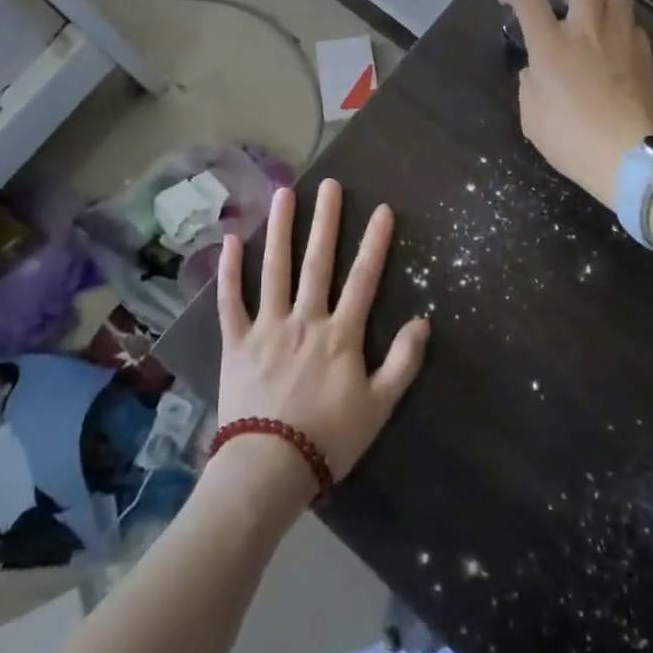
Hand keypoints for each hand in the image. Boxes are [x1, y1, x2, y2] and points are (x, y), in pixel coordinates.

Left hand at [214, 181, 428, 503]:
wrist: (268, 469)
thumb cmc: (328, 439)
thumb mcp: (378, 407)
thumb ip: (403, 363)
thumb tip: (423, 321)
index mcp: (340, 334)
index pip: (363, 278)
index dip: (374, 242)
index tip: (382, 208)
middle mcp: (304, 319)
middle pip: (318, 262)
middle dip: (326, 220)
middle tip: (329, 184)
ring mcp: (267, 327)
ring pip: (274, 269)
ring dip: (280, 230)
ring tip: (284, 193)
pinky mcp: (236, 342)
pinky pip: (230, 300)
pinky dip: (228, 270)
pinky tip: (231, 240)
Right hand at [499, 0, 652, 204]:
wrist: (634, 159)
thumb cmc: (574, 141)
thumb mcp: (532, 118)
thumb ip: (530, 83)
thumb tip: (538, 69)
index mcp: (551, 45)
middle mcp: (587, 29)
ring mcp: (621, 37)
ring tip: (588, 5)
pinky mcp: (645, 52)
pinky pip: (631, 21)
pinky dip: (617, 20)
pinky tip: (611, 39)